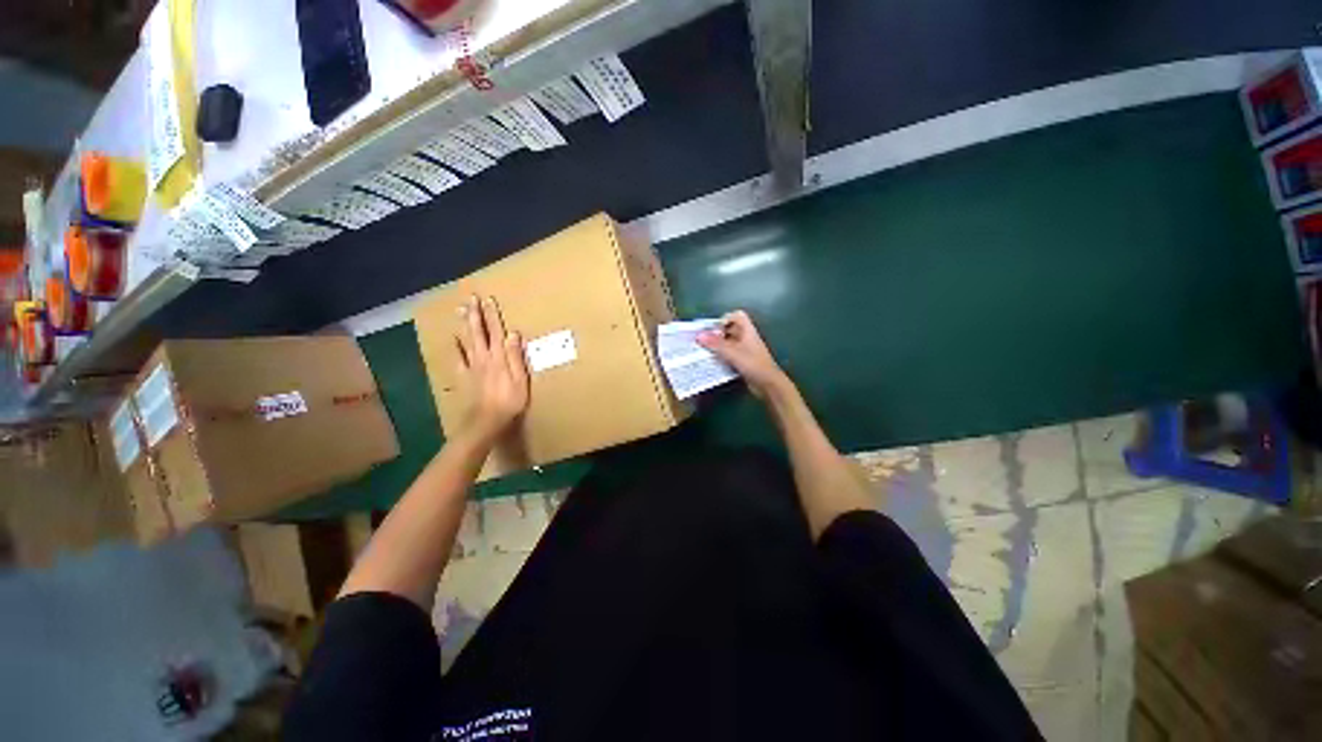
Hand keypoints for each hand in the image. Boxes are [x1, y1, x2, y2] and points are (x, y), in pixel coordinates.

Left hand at [455, 296, 528, 442]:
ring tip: (461, 310)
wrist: (487, 419)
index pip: (496, 331)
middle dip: (475, 314)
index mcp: (499, 357)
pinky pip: (458, 358)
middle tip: (471, 298)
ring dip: (465, 324)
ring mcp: (472, 366)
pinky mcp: (466, 376)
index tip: (489, 299)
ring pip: (468, 340)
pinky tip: (453, 339)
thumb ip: (515, 356)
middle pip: (479, 332)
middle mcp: (484, 357)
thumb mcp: (520, 379)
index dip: (492, 315)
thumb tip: (513, 333)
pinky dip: (455, 347)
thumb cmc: (510, 400)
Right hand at [697, 310, 790, 398]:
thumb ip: (715, 344)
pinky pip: (729, 354)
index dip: (725, 319)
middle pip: (730, 329)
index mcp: (747, 331)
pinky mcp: (742, 361)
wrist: (767, 384)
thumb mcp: (732, 352)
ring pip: (729, 343)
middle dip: (717, 334)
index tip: (715, 330)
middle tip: (706, 342)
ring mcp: (745, 350)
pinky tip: (713, 362)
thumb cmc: (753, 364)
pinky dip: (721, 356)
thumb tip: (698, 335)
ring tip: (706, 352)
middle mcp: (746, 338)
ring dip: (718, 346)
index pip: (736, 316)